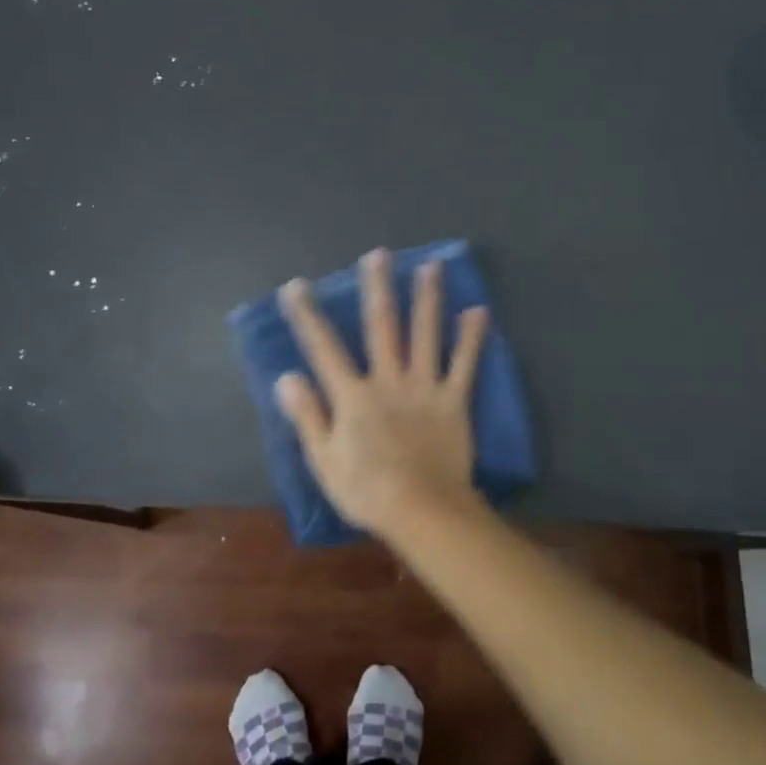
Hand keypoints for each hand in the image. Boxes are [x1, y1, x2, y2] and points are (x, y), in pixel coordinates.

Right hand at [274, 248, 490, 536]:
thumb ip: (307, 415)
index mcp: (353, 395)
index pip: (324, 348)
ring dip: (427, 298)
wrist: (423, 510)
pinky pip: (464, 364)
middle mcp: (388, 380)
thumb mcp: (323, 460)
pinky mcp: (453, 400)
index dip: (308, 316)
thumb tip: (287, 377)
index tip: (297, 286)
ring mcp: (423, 387)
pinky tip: (478, 311)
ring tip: (431, 266)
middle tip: (379, 254)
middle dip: (378, 288)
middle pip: (382, 326)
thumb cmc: (366, 490)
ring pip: (425, 334)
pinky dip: (471, 338)